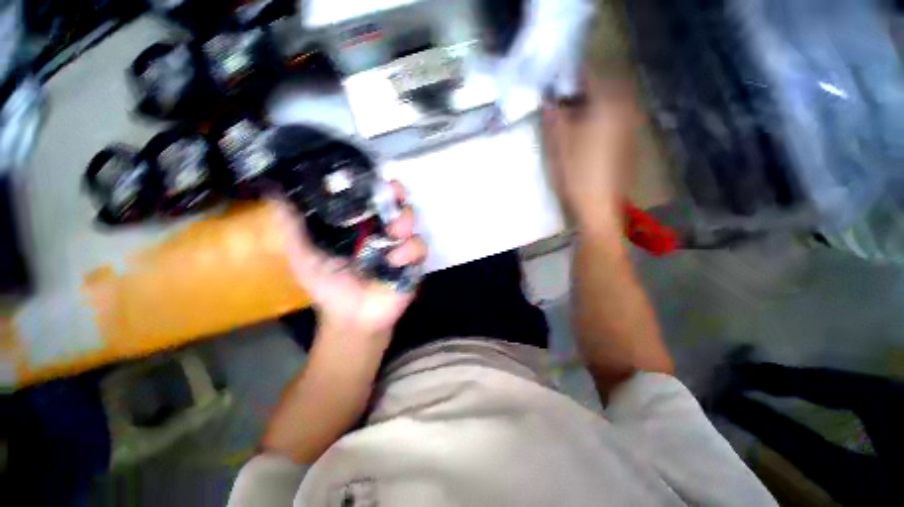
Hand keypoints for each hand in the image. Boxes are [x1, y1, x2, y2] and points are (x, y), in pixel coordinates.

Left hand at [274, 181, 426, 342]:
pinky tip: (395, 262)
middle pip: (397, 205)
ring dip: (405, 223)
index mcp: (359, 227)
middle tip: (394, 200)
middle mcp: (382, 232)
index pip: (372, 199)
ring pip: (411, 223)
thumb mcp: (303, 256)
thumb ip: (291, 228)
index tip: (376, 180)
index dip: (377, 186)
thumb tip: (274, 192)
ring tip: (394, 234)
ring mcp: (399, 246)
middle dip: (398, 199)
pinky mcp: (413, 262)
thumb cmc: (329, 287)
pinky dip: (409, 251)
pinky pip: (419, 247)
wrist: (352, 318)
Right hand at [542, 75, 640, 233]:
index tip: (553, 83)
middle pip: (600, 89)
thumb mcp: (558, 142)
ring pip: (606, 105)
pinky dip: (596, 120)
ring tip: (568, 119)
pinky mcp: (627, 142)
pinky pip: (611, 120)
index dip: (569, 76)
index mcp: (608, 104)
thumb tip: (548, 97)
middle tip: (558, 102)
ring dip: (587, 107)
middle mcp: (625, 109)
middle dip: (578, 92)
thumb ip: (553, 115)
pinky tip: (582, 135)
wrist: (598, 205)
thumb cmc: (576, 173)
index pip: (589, 75)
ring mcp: (629, 126)